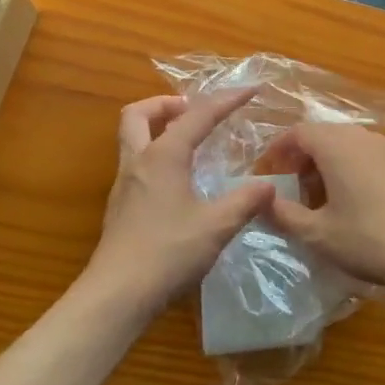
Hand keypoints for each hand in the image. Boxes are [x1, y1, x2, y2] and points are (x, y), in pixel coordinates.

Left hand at [82, 90, 275, 317]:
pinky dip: (155, 156)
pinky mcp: (120, 207)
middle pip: (139, 114)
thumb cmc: (167, 253)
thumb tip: (268, 186)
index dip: (226, 100)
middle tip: (192, 110)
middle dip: (165, 103)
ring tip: (188, 141)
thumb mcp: (216, 227)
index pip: (197, 116)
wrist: (116, 295)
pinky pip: (135, 163)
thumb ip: (245, 202)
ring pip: (131, 138)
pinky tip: (177, 181)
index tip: (249, 89)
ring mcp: (124, 184)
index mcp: (163, 157)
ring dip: (156, 128)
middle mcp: (138, 162)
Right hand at [263, 124, 384, 298]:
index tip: (268, 172)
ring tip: (318, 196)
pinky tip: (349, 200)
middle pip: (321, 134)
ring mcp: (384, 148)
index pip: (298, 132)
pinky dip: (347, 167)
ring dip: (325, 162)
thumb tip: (261, 202)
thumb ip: (283, 214)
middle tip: (291, 187)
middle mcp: (359, 137)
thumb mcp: (317, 233)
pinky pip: (364, 154)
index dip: (279, 150)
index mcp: (335, 145)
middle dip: (301, 157)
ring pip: (344, 143)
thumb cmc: (367, 238)